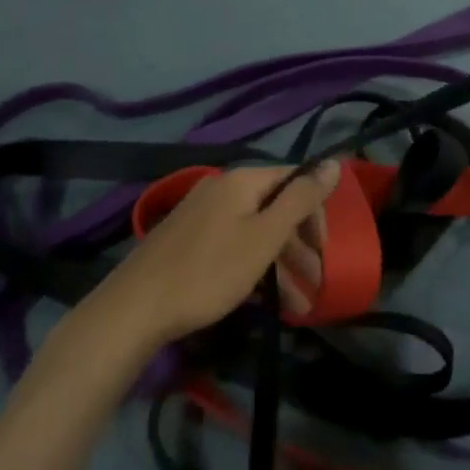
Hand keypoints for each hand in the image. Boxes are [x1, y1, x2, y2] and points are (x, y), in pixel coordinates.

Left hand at [94, 162, 337, 349]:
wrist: (135, 308)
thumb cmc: (210, 271)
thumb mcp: (264, 237)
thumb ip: (301, 199)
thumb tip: (334, 162)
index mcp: (242, 181)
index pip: (294, 180)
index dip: (316, 212)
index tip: (326, 249)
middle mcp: (222, 188)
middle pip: (275, 207)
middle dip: (300, 246)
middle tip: (318, 283)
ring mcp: (201, 214)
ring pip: (255, 231)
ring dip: (281, 265)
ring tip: (299, 307)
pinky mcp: (187, 241)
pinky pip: (233, 245)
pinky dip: (254, 268)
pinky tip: (265, 301)